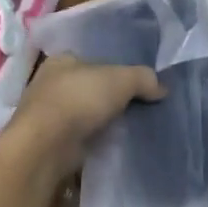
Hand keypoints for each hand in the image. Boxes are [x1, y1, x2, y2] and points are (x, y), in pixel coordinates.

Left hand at [3, 55, 163, 180]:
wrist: (45, 147)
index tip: (132, 82)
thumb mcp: (122, 79)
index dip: (112, 68)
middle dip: (107, 96)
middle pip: (88, 86)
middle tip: (134, 104)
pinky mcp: (47, 142)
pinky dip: (91, 139)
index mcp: (61, 60)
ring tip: (127, 126)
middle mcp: (49, 84)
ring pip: (82, 112)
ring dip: (99, 120)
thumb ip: (144, 78)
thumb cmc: (80, 99)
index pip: (91, 59)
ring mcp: (46, 115)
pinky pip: (77, 136)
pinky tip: (110, 143)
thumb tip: (162, 88)